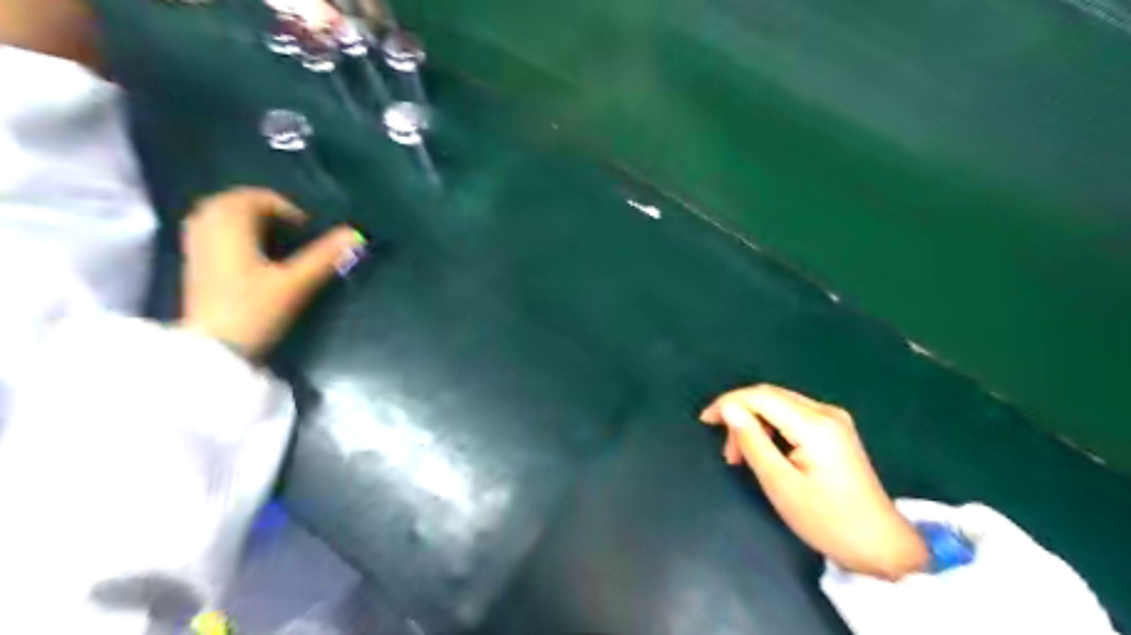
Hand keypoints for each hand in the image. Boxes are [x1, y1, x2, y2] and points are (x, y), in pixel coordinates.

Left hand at [177, 187, 362, 356]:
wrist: (213, 350)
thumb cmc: (253, 311)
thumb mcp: (295, 284)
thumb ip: (325, 257)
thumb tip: (356, 234)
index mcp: (231, 228)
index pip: (255, 198)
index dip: (284, 207)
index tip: (306, 227)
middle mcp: (208, 229)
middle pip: (231, 201)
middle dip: (261, 207)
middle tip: (289, 225)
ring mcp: (196, 247)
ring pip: (217, 215)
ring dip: (244, 216)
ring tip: (270, 234)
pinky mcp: (194, 265)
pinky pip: (209, 231)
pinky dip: (229, 231)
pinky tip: (247, 250)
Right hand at [700, 383, 926, 577]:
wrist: (880, 544)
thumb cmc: (826, 520)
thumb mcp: (780, 484)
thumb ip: (752, 441)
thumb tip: (728, 409)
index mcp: (814, 425)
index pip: (760, 396)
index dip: (728, 402)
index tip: (705, 420)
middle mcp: (825, 412)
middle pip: (770, 395)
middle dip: (740, 413)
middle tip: (726, 448)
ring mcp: (833, 419)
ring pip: (779, 404)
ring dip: (754, 421)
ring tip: (741, 456)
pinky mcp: (834, 428)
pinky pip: (791, 414)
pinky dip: (770, 427)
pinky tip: (764, 449)